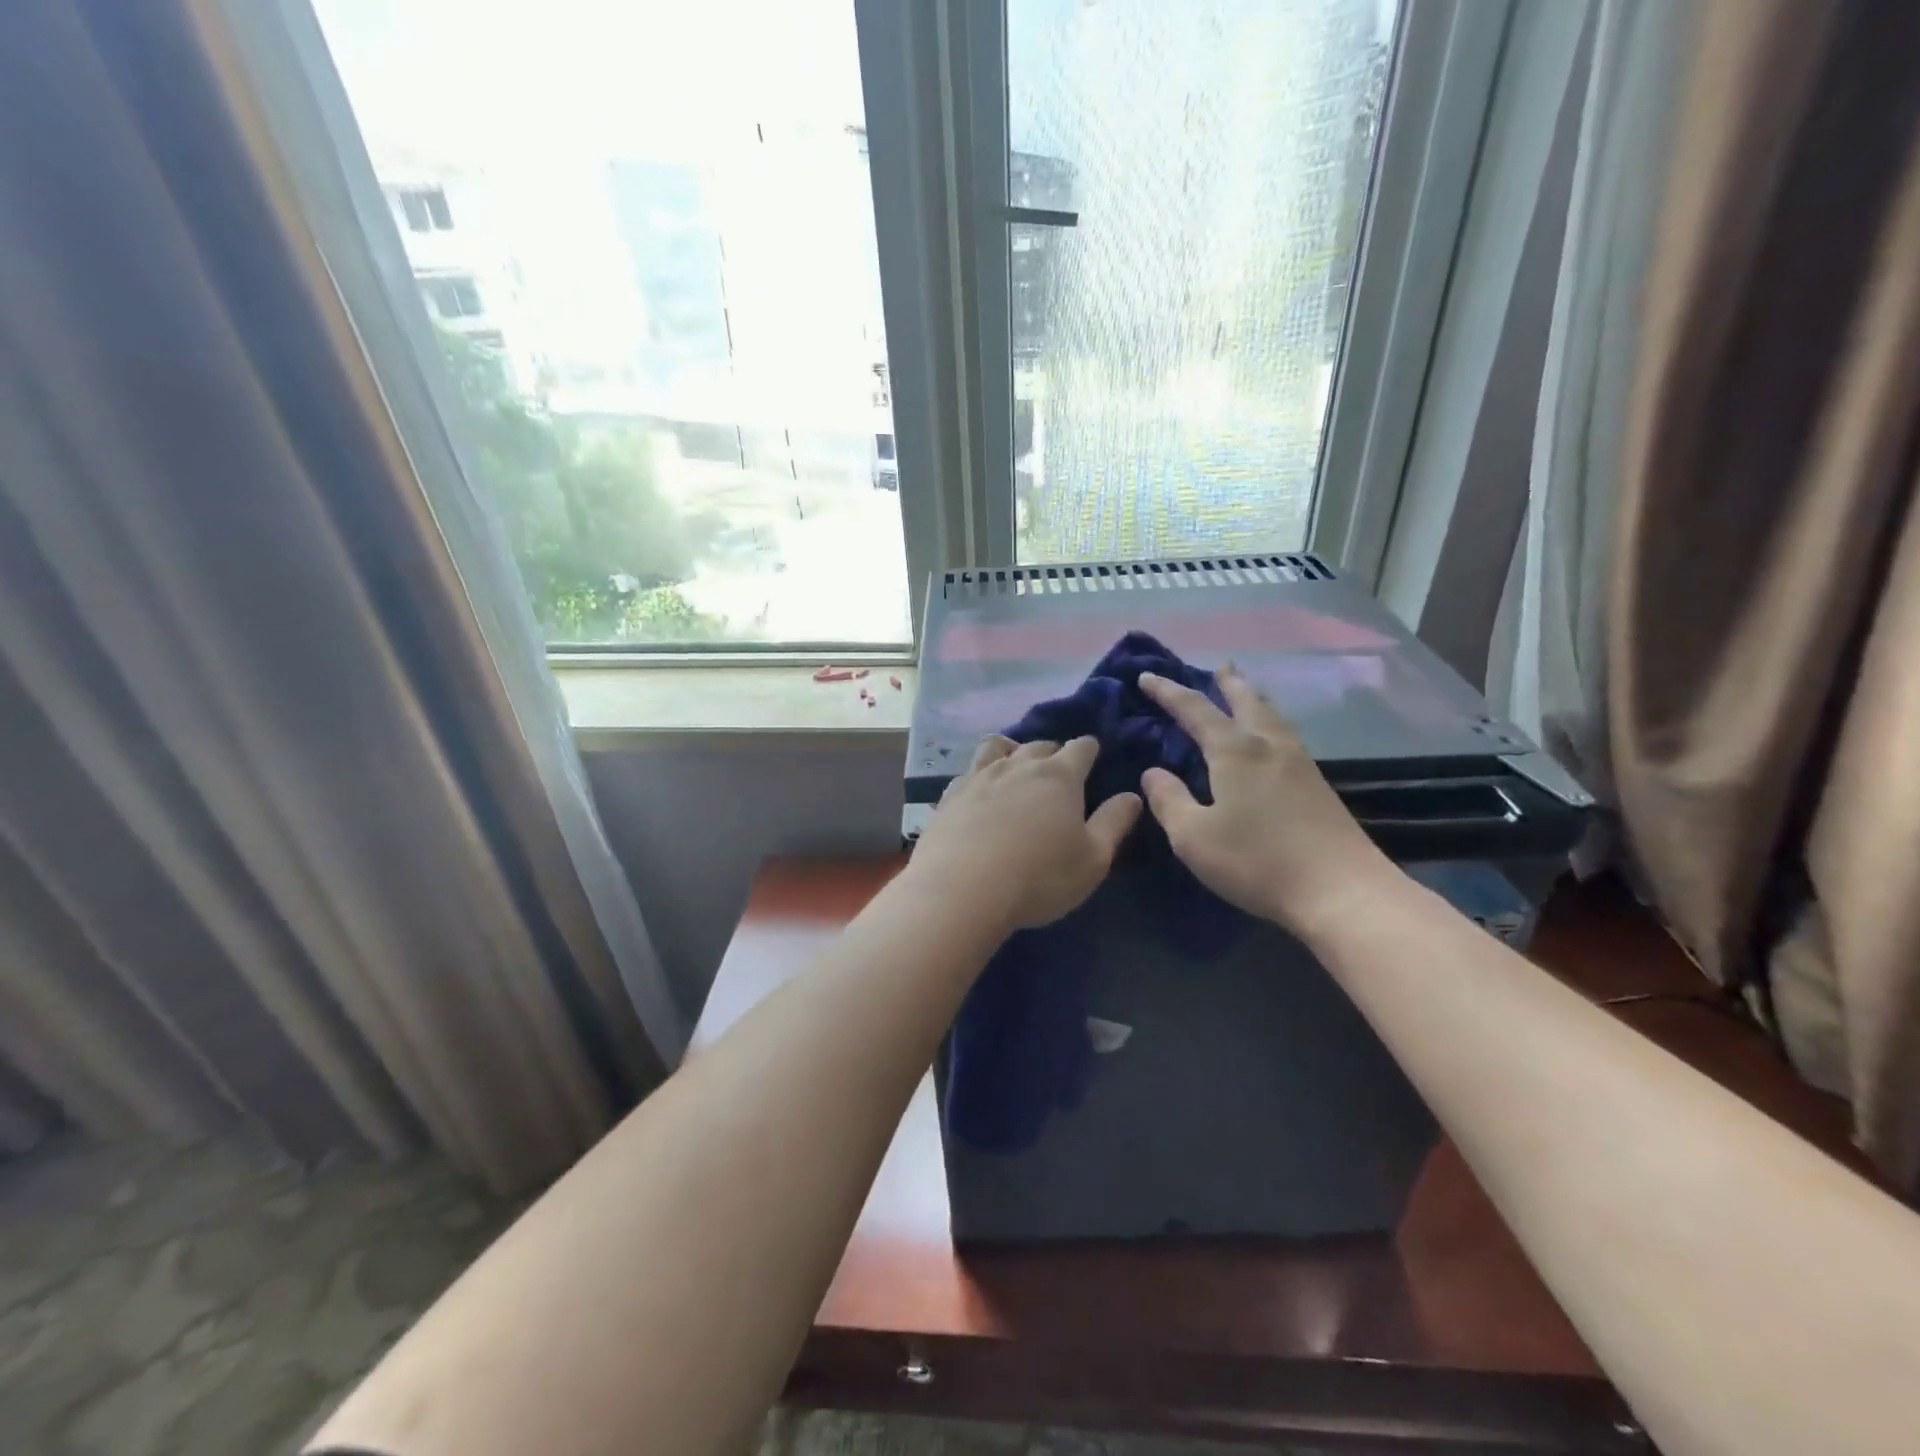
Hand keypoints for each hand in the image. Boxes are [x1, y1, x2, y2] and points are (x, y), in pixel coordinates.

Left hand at [911, 736, 1141, 933]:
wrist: (961, 891)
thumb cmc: (1039, 878)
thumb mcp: (1093, 859)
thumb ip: (1114, 823)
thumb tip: (1132, 795)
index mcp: (1059, 776)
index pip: (1082, 747)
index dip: (1090, 749)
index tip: (1094, 757)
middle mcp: (1018, 766)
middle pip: (1040, 744)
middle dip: (1053, 752)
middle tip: (1058, 772)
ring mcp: (979, 776)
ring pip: (998, 746)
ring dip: (1012, 751)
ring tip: (1015, 768)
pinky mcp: (949, 795)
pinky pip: (968, 771)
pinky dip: (979, 775)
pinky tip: (979, 792)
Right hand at [1138, 666, 1395, 936]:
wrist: (1341, 891)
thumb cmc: (1257, 860)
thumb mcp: (1193, 837)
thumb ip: (1169, 800)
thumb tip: (1153, 773)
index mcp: (1235, 751)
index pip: (1194, 709)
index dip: (1167, 691)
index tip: (1147, 676)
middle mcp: (1268, 745)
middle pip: (1246, 700)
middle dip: (1227, 682)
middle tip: (1218, 667)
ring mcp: (1299, 762)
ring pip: (1272, 715)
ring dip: (1253, 697)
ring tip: (1245, 691)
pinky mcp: (1317, 784)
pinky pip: (1285, 734)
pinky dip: (1269, 721)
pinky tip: (1271, 738)